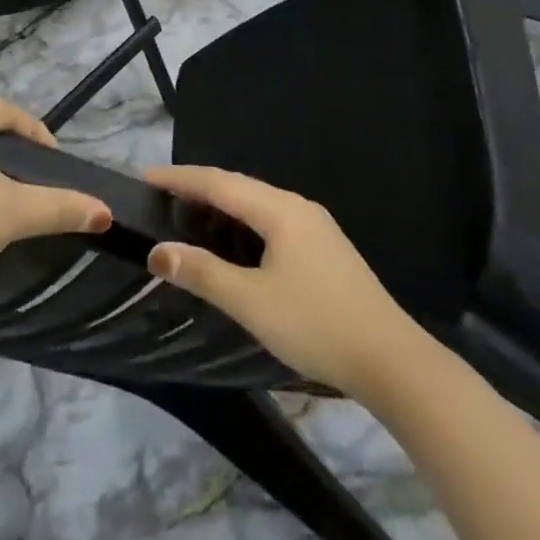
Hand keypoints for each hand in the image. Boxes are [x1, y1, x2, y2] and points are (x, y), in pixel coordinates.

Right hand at [143, 165, 430, 393]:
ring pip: (258, 204)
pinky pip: (272, 221)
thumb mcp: (252, 301)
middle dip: (199, 187)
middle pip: (238, 187)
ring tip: (189, 213)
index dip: (180, 178)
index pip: (218, 182)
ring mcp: (316, 228)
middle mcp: (298, 207)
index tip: (145, 177)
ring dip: (222, 205)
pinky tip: (234, 242)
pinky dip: (243, 223)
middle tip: (162, 195)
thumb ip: (203, 273)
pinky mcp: (325, 250)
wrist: (394, 362)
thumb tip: (158, 251)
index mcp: (280, 210)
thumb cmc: (316, 324)